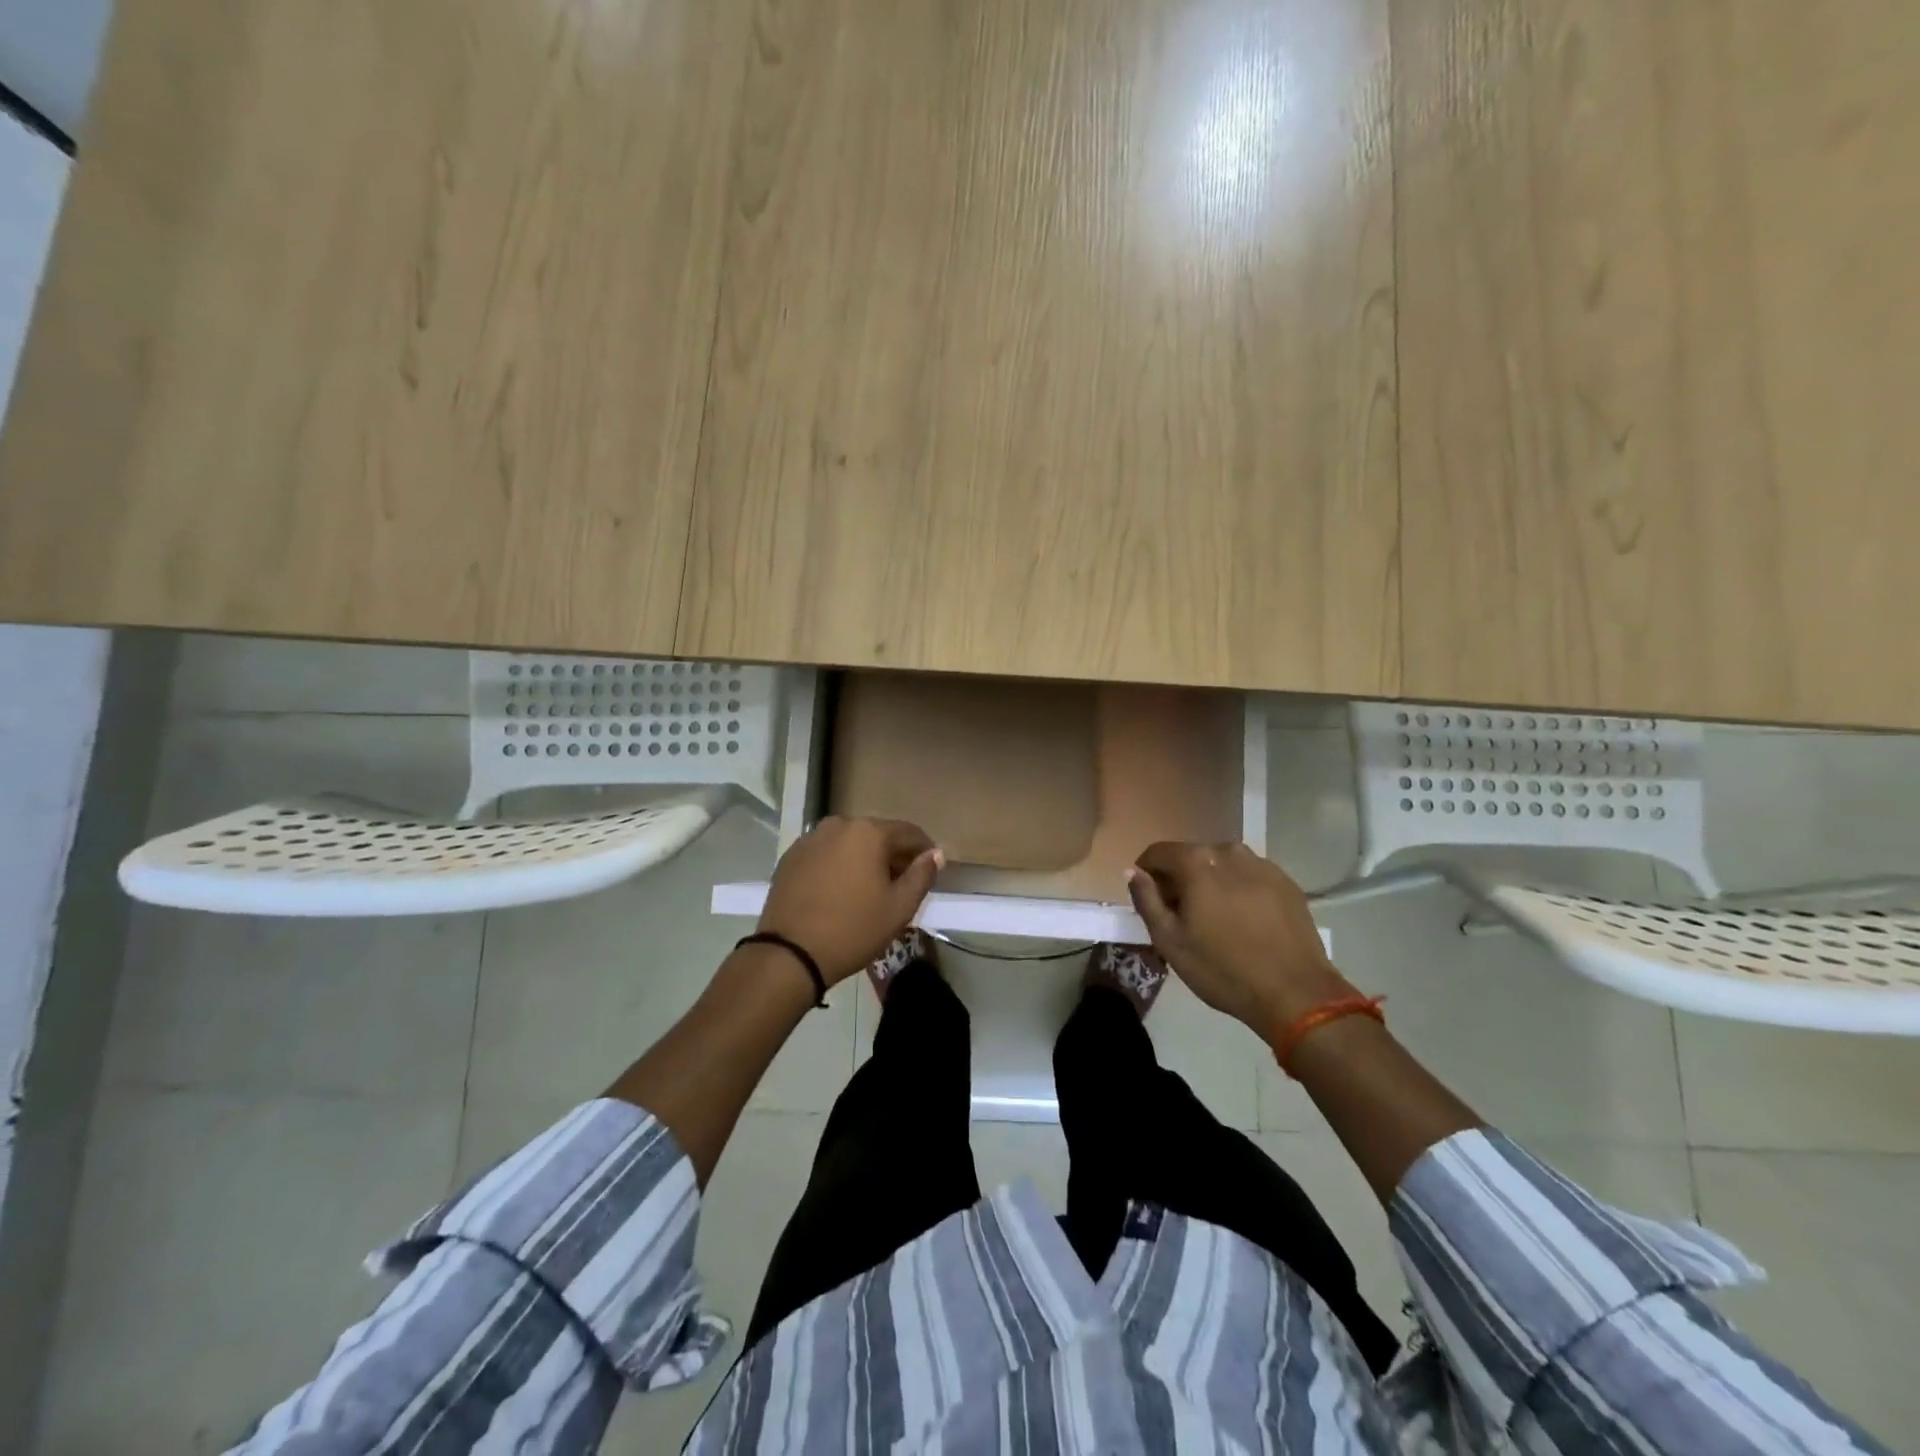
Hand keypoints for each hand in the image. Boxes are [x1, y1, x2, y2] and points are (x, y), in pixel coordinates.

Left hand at [757, 817, 942, 984]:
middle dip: (893, 856)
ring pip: (849, 844)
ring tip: (870, 890)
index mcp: (868, 832)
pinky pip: (825, 854)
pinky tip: (840, 892)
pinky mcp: (790, 857)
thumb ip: (922, 875)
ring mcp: (810, 839)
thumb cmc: (853, 929)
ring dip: (864, 860)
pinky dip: (838, 866)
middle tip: (902, 885)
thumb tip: (935, 854)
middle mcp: (838, 825)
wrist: (789, 954)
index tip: (931, 870)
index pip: (908, 832)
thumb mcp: (899, 908)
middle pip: (877, 835)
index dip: (924, 850)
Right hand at [1126, 842, 1354, 1038]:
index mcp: (1197, 862)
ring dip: (1210, 883)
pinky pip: (1249, 877)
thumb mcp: (1170, 941)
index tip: (1149, 900)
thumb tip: (1132, 872)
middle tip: (1180, 915)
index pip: (1158, 852)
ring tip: (1214, 919)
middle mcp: (1229, 852)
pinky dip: (1238, 890)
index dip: (1146, 873)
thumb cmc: (1223, 969)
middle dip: (1179, 879)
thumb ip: (1146, 899)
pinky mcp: (1286, 882)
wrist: (1296, 994)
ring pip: (1222, 866)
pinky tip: (1244, 921)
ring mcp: (1262, 864)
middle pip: (1191, 856)